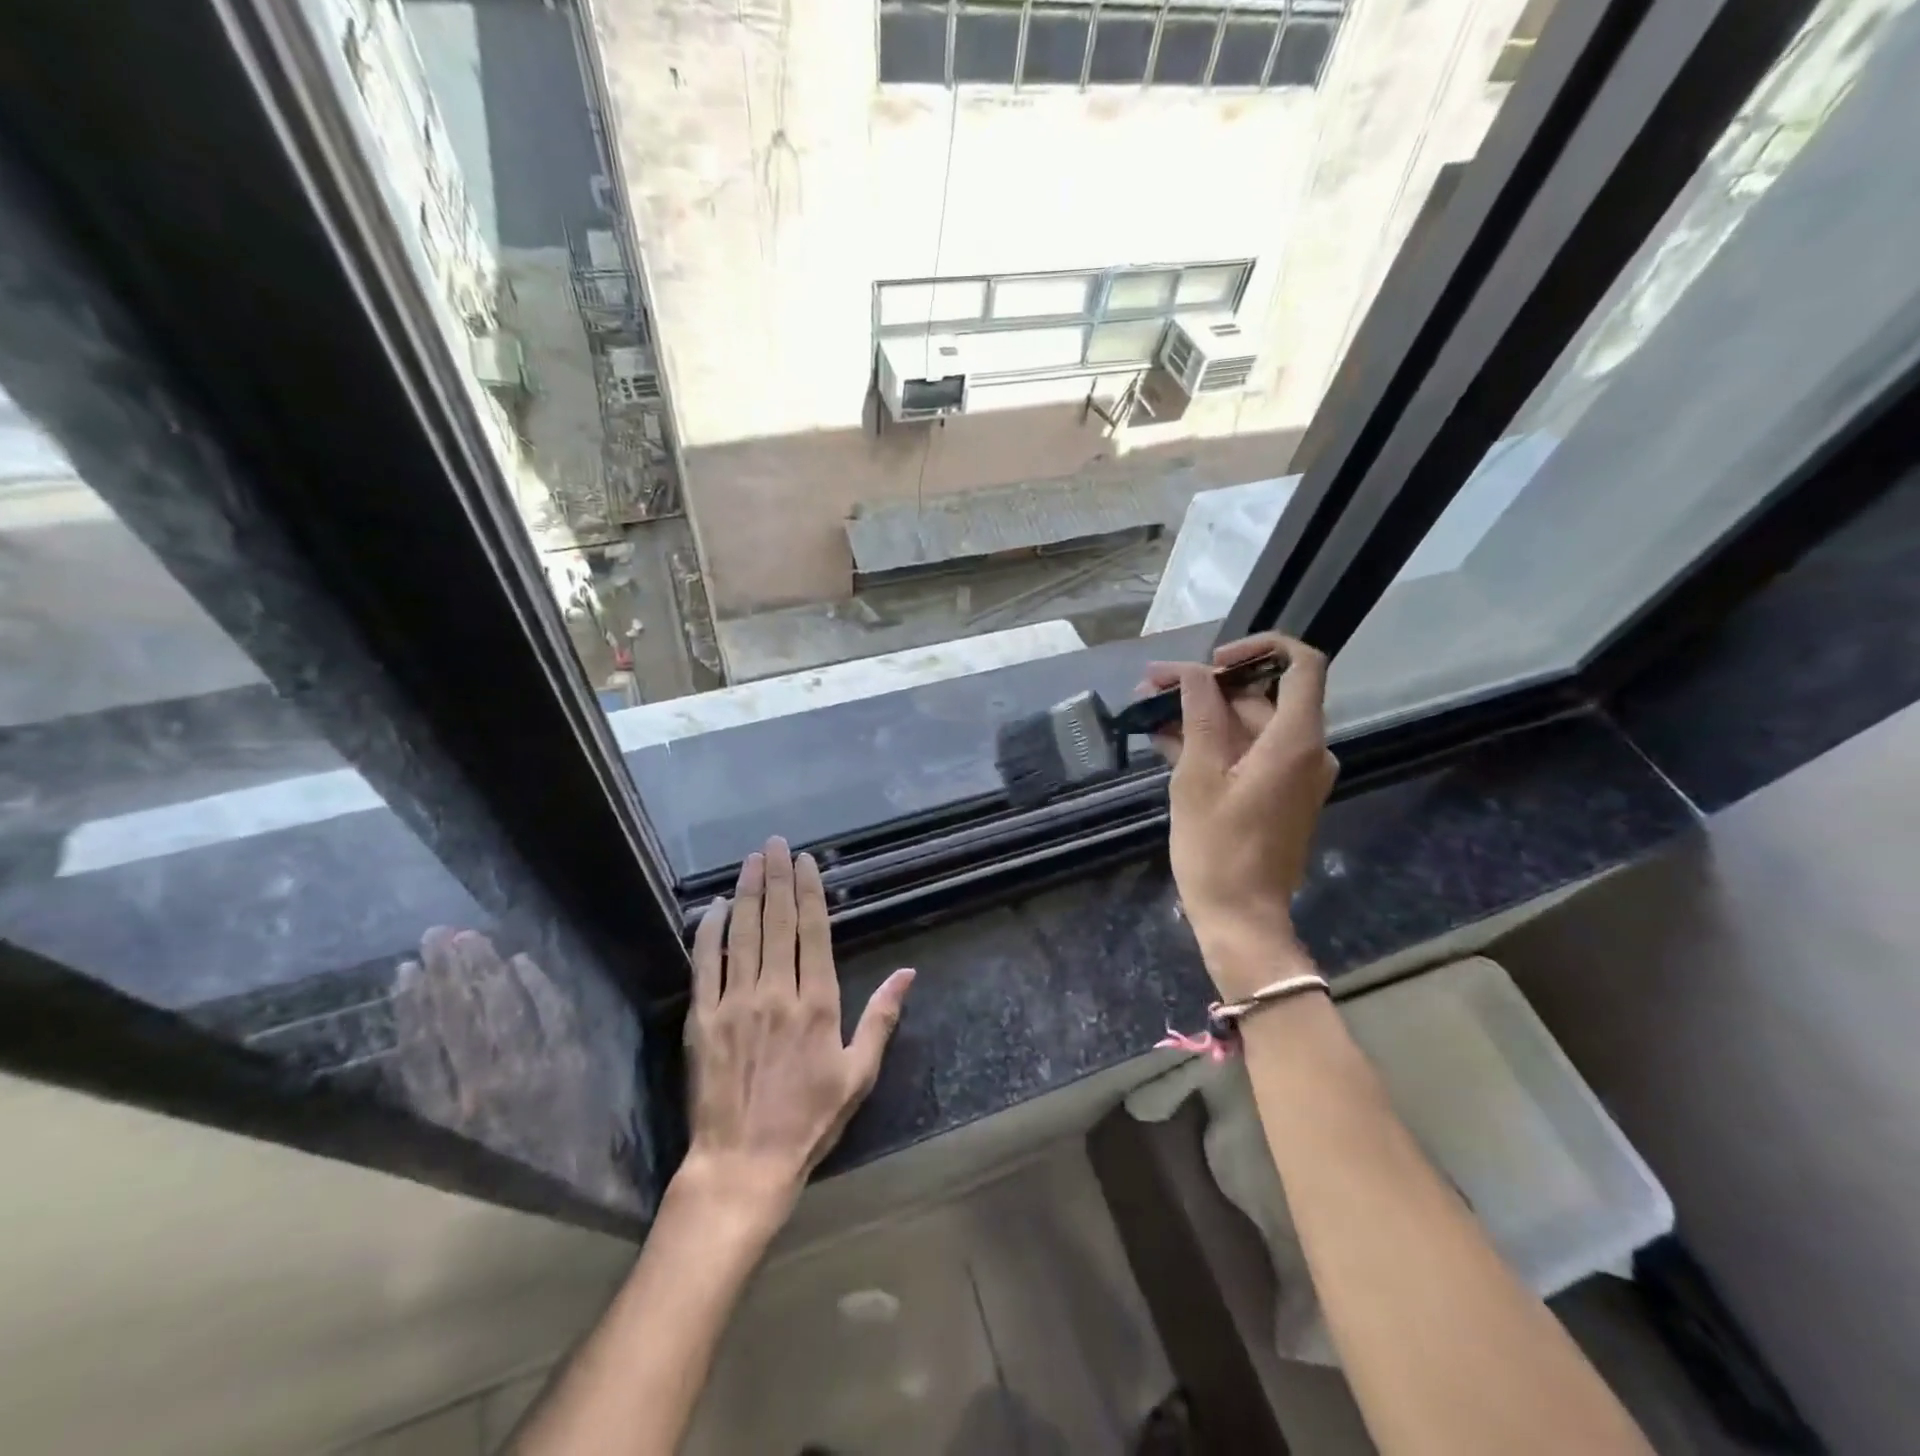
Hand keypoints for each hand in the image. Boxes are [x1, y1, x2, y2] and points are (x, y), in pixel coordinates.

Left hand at [678, 835, 914, 1229]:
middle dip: (777, 877)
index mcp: (817, 1002)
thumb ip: (881, 1017)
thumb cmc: (809, 1119)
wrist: (744, 1163)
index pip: (813, 931)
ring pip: (743, 933)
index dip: (809, 891)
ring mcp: (736, 1002)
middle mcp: (777, 991)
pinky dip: (710, 931)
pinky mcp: (703, 1019)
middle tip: (775, 843)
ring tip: (751, 860)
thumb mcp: (859, 1073)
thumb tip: (908, 972)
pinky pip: (706, 964)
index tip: (804, 860)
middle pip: (778, 921)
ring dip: (747, 893)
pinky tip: (714, 907)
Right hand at [1142, 633, 1337, 997]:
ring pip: (1248, 726)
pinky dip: (1213, 744)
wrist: (1240, 919)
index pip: (1301, 664)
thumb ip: (1199, 715)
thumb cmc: (1217, 849)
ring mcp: (1293, 774)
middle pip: (1261, 696)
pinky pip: (1248, 753)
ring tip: (1149, 714)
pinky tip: (1166, 741)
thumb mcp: (1198, 776)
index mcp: (1296, 740)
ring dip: (1201, 716)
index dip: (1259, 647)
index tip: (1212, 661)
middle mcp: (1306, 750)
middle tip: (1152, 688)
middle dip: (1205, 687)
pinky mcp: (1278, 793)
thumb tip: (1193, 672)